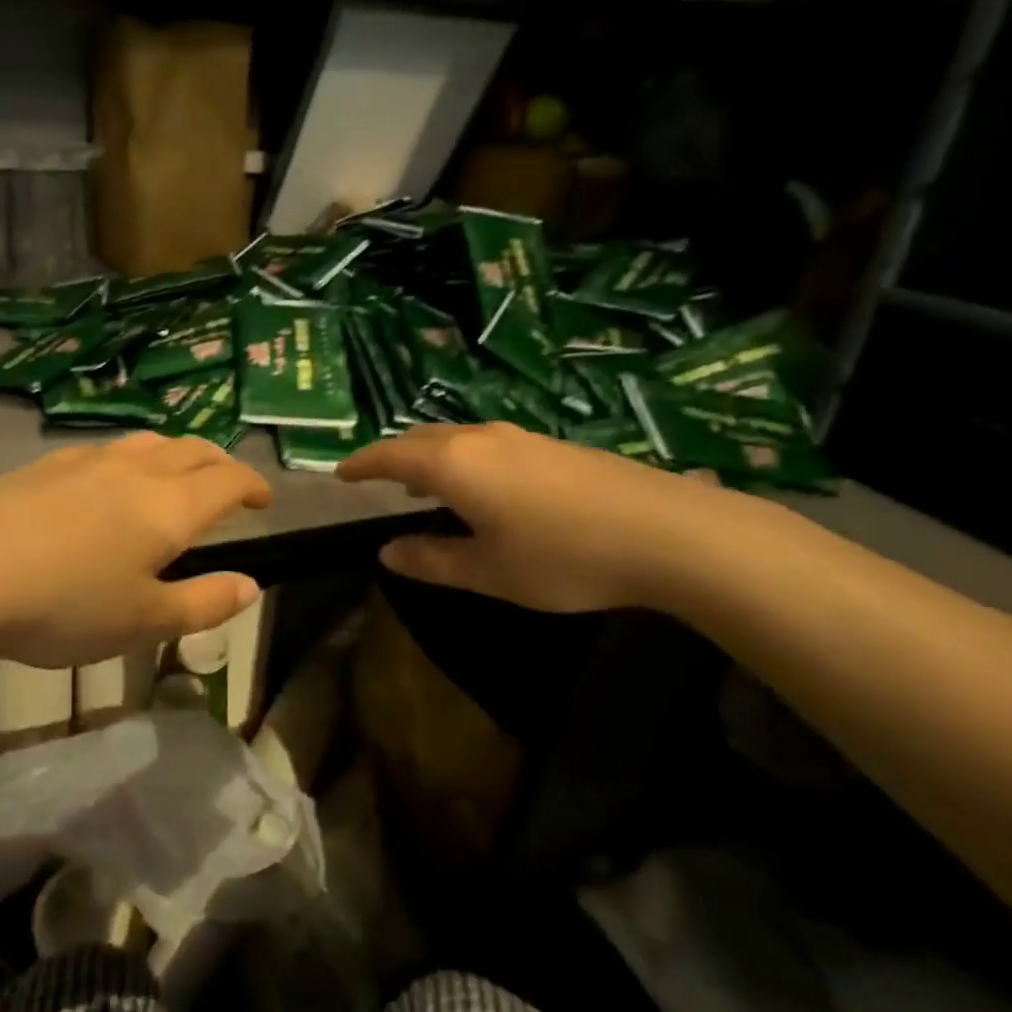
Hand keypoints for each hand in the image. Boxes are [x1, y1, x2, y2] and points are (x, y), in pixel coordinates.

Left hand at [0, 433, 272, 667]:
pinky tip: (105, 485)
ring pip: (147, 442)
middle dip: (219, 463)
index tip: (264, 500)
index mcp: (170, 505)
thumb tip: (251, 585)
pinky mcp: (43, 464)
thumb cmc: (64, 604)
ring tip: (172, 478)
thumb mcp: (143, 621)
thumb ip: (203, 603)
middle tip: (227, 485)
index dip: (253, 485)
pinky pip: (103, 451)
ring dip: (174, 455)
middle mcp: (135, 470)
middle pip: (192, 449)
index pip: (227, 479)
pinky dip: (128, 461)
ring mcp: (85, 460)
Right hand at [337, 423, 721, 612]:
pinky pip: (488, 445)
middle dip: (395, 458)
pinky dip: (464, 461)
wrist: (672, 533)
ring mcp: (522, 438)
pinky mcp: (554, 447)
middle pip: (422, 439)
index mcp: (454, 464)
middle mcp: (482, 439)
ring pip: (458, 439)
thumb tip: (388, 552)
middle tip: (379, 481)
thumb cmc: (565, 557)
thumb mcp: (489, 572)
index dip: (361, 464)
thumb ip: (432, 561)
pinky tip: (482, 489)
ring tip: (422, 485)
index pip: (390, 455)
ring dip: (431, 458)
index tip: (340, 474)